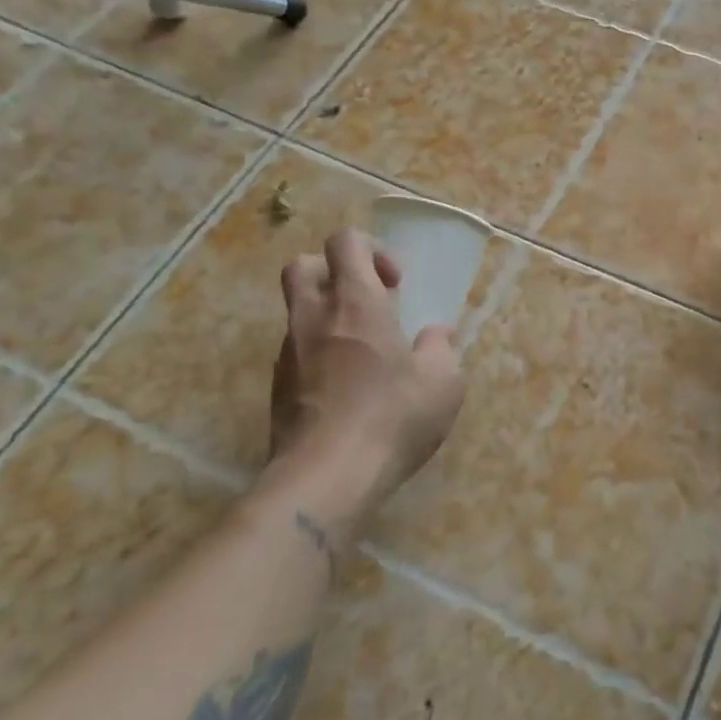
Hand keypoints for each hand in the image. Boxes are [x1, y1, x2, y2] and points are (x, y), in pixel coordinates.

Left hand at [263, 228, 464, 526]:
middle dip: (334, 272)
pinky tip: (347, 387)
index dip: (372, 249)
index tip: (396, 283)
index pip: (346, 242)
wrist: (326, 477)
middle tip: (368, 301)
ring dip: (328, 317)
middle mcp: (314, 318)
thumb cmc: (393, 417)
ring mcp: (289, 354)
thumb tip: (437, 334)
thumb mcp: (443, 382)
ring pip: (297, 312)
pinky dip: (319, 354)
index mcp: (356, 303)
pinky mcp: (278, 389)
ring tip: (364, 351)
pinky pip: (296, 352)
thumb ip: (441, 349)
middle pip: (303, 266)